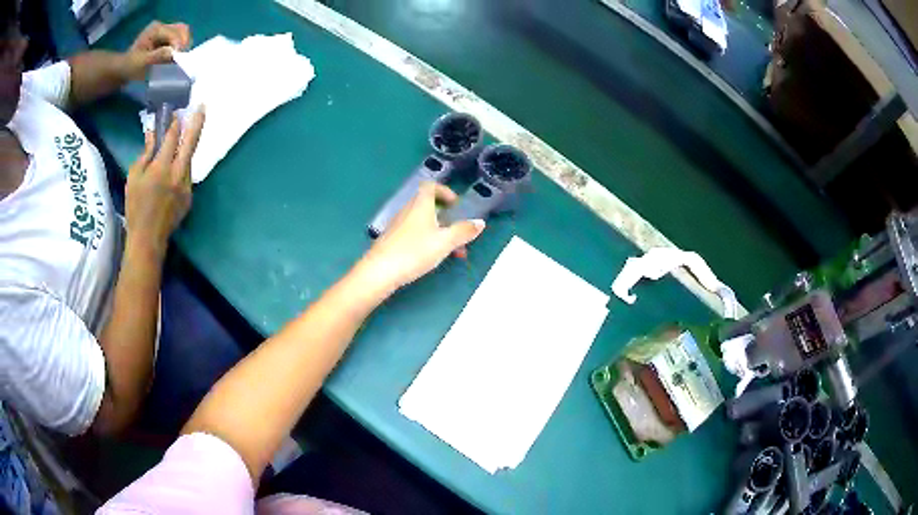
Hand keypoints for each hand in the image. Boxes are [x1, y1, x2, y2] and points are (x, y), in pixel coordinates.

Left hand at [122, 21, 191, 80]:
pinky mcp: (167, 37)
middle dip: (183, 44)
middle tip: (179, 59)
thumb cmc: (131, 67)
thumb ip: (157, 56)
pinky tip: (174, 57)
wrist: (124, 68)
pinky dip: (180, 48)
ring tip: (176, 59)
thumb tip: (173, 53)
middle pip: (182, 30)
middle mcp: (163, 26)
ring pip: (183, 34)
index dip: (178, 45)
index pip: (174, 33)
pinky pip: (180, 39)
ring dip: (182, 46)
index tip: (177, 60)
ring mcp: (165, 30)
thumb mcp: (142, 63)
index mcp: (156, 29)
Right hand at [125, 108, 204, 258]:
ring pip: (189, 159)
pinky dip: (182, 166)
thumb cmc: (135, 207)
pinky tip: (174, 167)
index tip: (175, 112)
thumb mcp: (134, 177)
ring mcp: (187, 186)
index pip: (172, 138)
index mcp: (162, 168)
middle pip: (191, 142)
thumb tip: (154, 134)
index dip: (174, 123)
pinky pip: (187, 174)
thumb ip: (146, 153)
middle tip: (202, 107)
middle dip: (197, 122)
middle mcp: (178, 174)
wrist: (148, 238)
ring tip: (182, 137)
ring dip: (186, 147)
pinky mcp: (190, 196)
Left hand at [356, 181, 485, 295]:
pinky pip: (413, 234)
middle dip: (446, 218)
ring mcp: (398, 225)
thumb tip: (480, 222)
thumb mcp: (444, 242)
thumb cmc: (414, 252)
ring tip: (452, 252)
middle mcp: (407, 211)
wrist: (380, 272)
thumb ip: (463, 231)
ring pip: (423, 223)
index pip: (431, 186)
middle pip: (428, 206)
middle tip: (458, 233)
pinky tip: (432, 259)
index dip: (444, 191)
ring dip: (439, 233)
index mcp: (420, 205)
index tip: (456, 205)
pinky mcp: (392, 240)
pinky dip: (426, 240)